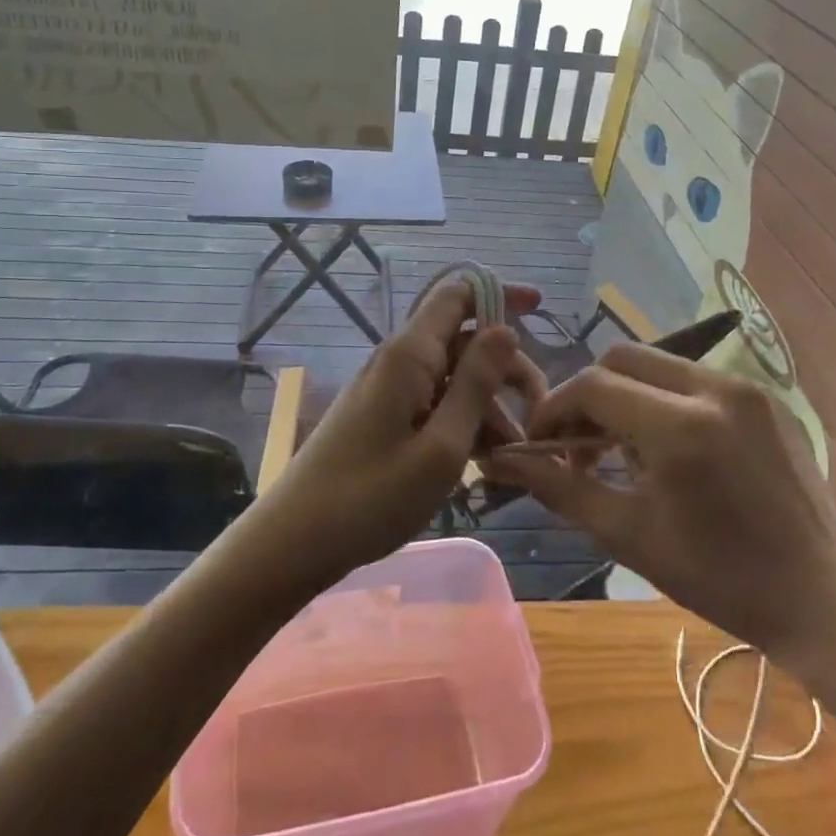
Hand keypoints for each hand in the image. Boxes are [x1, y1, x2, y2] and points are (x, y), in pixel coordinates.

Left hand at [249, 278, 546, 585]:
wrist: (294, 542)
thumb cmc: (371, 499)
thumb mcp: (441, 447)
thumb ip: (476, 384)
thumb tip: (506, 329)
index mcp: (409, 355)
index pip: (457, 294)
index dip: (499, 293)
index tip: (540, 310)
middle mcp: (398, 361)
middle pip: (462, 340)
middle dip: (504, 366)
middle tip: (537, 410)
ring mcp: (388, 390)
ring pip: (452, 377)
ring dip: (487, 403)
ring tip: (512, 451)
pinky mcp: (383, 417)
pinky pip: (433, 403)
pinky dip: (463, 421)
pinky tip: (483, 460)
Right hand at [490, 343, 835, 686]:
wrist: (821, 597)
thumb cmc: (718, 578)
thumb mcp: (628, 535)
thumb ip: (559, 488)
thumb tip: (499, 461)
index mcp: (680, 426)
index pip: (593, 386)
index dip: (555, 409)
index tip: (541, 443)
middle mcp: (714, 388)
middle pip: (623, 358)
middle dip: (589, 395)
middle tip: (579, 444)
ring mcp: (746, 387)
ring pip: (658, 364)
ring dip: (627, 395)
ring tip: (624, 449)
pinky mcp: (766, 396)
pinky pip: (695, 378)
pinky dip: (665, 399)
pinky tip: (670, 448)